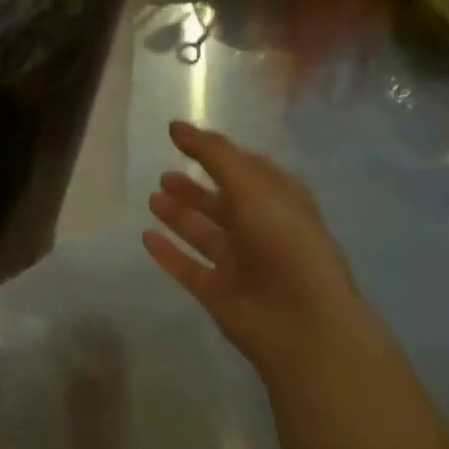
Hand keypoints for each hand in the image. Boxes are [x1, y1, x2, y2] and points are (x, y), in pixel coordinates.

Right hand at [144, 120, 386, 379]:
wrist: (302, 322)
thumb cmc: (285, 244)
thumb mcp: (253, 188)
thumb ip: (214, 155)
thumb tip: (176, 126)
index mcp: (280, 202)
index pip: (247, 169)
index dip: (217, 153)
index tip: (181, 137)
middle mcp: (261, 230)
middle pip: (223, 203)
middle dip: (196, 188)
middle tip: (165, 174)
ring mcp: (239, 263)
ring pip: (204, 233)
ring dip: (180, 216)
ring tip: (153, 198)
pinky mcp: (218, 292)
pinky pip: (187, 267)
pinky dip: (168, 253)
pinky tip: (147, 237)